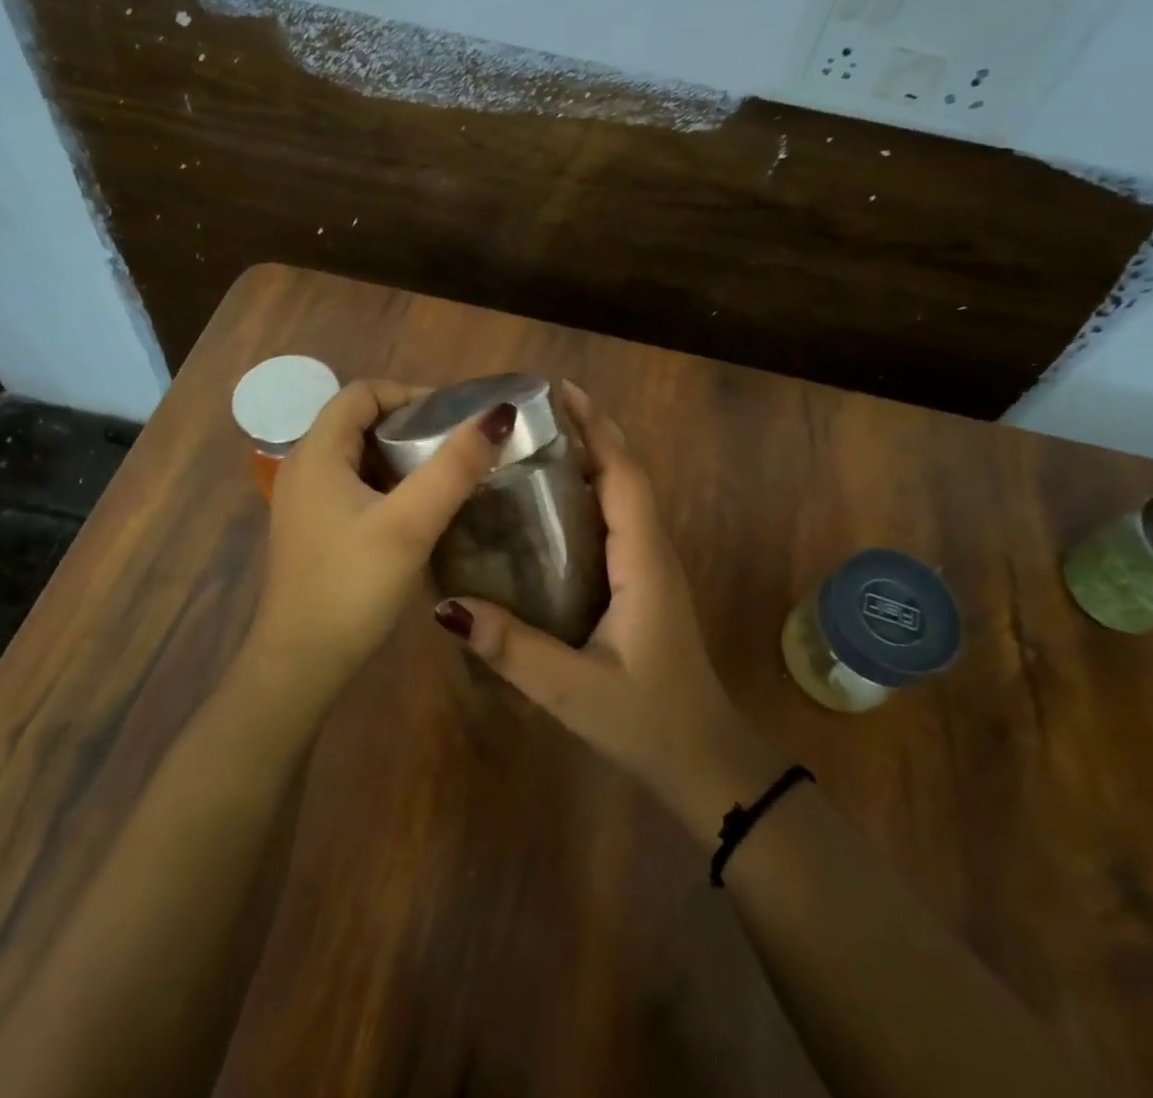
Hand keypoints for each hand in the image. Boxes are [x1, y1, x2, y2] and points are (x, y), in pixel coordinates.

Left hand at [251, 379, 516, 695]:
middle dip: (410, 424)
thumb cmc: (352, 586)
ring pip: (359, 454)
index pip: (363, 392)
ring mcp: (305, 500)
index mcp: (317, 452)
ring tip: (446, 473)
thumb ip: (454, 468)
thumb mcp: (410, 523)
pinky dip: (388, 482)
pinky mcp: (314, 527)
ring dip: (401, 455)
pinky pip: (354, 484)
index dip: (410, 395)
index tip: (454, 418)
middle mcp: (304, 466)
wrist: (300, 664)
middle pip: (359, 420)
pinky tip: (417, 509)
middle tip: (457, 445)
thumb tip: (497, 416)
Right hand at [432, 383, 781, 837]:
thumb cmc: (647, 721)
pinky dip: (593, 492)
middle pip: (626, 473)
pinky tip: (554, 503)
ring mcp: (652, 566)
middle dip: (591, 432)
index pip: (623, 476)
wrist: (704, 762)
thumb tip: (447, 605)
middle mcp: (652, 550)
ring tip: (540, 441)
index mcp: (642, 560)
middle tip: (537, 410)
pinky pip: (619, 519)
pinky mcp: (644, 582)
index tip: (562, 391)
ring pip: (625, 495)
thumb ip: (514, 650)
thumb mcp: (573, 690)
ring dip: (594, 458)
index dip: (597, 429)